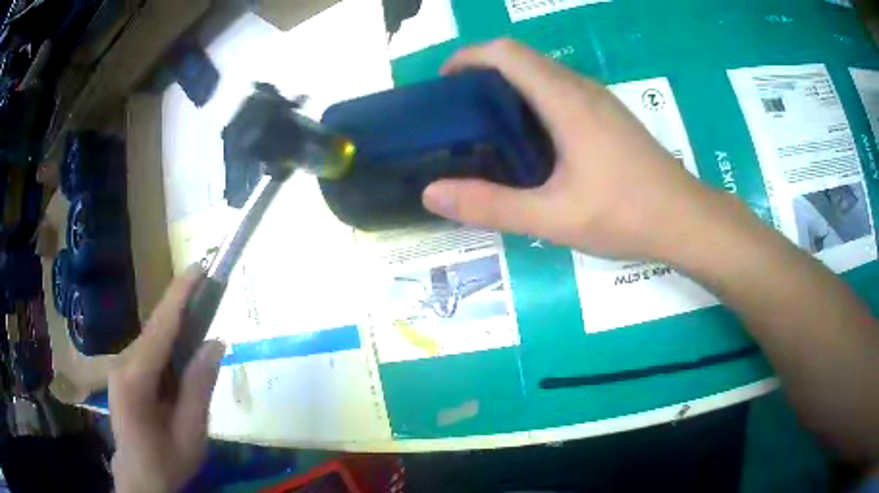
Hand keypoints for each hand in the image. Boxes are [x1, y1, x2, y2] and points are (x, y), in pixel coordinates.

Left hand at [109, 266, 225, 492]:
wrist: (139, 477)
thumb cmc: (166, 460)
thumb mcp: (190, 432)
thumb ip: (199, 387)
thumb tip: (215, 342)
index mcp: (135, 379)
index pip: (160, 328)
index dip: (179, 295)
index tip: (199, 267)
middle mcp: (122, 364)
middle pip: (155, 330)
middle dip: (182, 310)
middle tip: (210, 295)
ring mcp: (120, 368)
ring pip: (152, 340)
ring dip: (177, 330)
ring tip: (202, 326)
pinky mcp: (124, 374)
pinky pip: (149, 352)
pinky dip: (168, 346)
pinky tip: (183, 356)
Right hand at [422, 39, 716, 260]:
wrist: (686, 221)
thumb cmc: (626, 215)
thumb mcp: (554, 218)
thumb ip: (492, 205)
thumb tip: (432, 192)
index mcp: (566, 100)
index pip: (506, 53)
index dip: (468, 57)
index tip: (443, 84)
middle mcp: (581, 89)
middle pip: (522, 59)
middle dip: (482, 73)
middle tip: (457, 113)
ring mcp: (599, 101)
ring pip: (542, 75)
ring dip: (507, 87)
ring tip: (484, 127)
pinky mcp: (608, 116)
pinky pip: (560, 92)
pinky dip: (531, 102)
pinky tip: (528, 141)